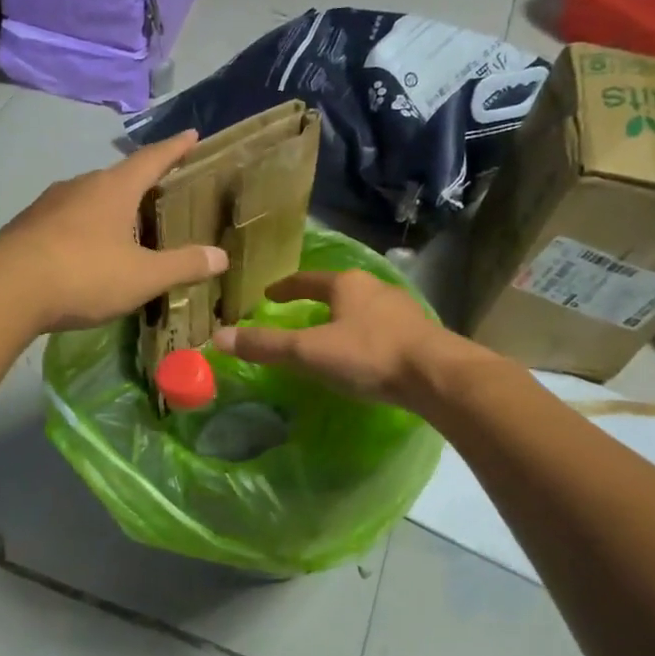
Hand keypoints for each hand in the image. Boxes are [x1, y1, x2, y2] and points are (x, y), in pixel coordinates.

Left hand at [0, 130, 227, 332]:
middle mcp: (81, 185)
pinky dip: (85, 229)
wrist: (4, 289)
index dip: (175, 148)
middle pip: (119, 177)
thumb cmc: (84, 274)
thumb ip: (183, 265)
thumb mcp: (143, 276)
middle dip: (141, 183)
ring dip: (110, 208)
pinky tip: (87, 252)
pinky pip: (66, 220)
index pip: (152, 159)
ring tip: (126, 227)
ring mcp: (49, 204)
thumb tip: (221, 256)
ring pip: (89, 198)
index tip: (192, 134)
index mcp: (114, 188)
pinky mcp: (27, 226)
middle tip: (161, 193)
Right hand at [211, 268, 473, 409]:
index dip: (285, 288)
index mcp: (346, 285)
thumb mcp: (309, 352)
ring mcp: (401, 308)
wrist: (437, 375)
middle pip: (338, 290)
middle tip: (298, 314)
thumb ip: (266, 346)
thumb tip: (217, 337)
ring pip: (363, 308)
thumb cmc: (368, 355)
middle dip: (318, 301)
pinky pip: (383, 328)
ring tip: (331, 334)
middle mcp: (374, 288)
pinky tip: (365, 353)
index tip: (268, 295)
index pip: (306, 280)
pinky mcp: (420, 332)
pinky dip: (366, 335)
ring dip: (345, 318)